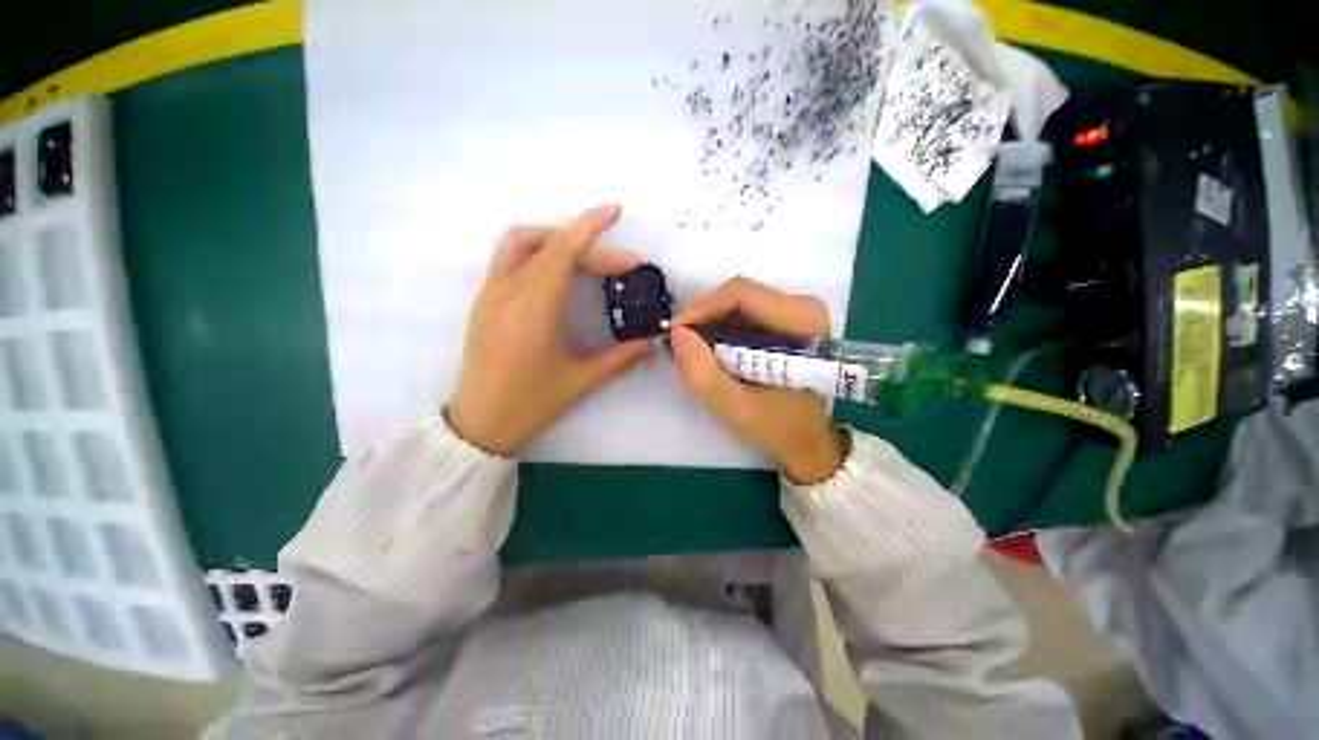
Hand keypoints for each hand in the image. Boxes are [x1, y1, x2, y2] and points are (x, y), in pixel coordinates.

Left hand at [447, 204, 652, 454]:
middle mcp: (507, 293)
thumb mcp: (581, 382)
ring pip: (519, 243)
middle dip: (587, 244)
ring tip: (585, 257)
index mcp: (533, 311)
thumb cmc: (530, 404)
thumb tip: (653, 343)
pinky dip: (537, 251)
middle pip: (546, 244)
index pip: (561, 252)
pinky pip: (508, 259)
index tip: (616, 212)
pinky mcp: (483, 302)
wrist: (478, 423)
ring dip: (555, 239)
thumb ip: (621, 359)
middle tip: (619, 265)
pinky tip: (557, 273)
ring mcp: (490, 294)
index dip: (589, 227)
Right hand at [670, 277, 843, 483]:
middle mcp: (803, 307)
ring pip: (738, 303)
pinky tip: (712, 352)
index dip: (702, 309)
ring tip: (693, 350)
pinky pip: (744, 313)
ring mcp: (796, 312)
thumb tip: (678, 334)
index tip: (676, 332)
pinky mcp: (786, 321)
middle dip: (704, 318)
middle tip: (681, 345)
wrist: (806, 440)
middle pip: (739, 296)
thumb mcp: (736, 407)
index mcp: (802, 321)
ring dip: (711, 324)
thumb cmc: (779, 426)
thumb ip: (703, 373)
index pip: (742, 294)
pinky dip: (722, 329)